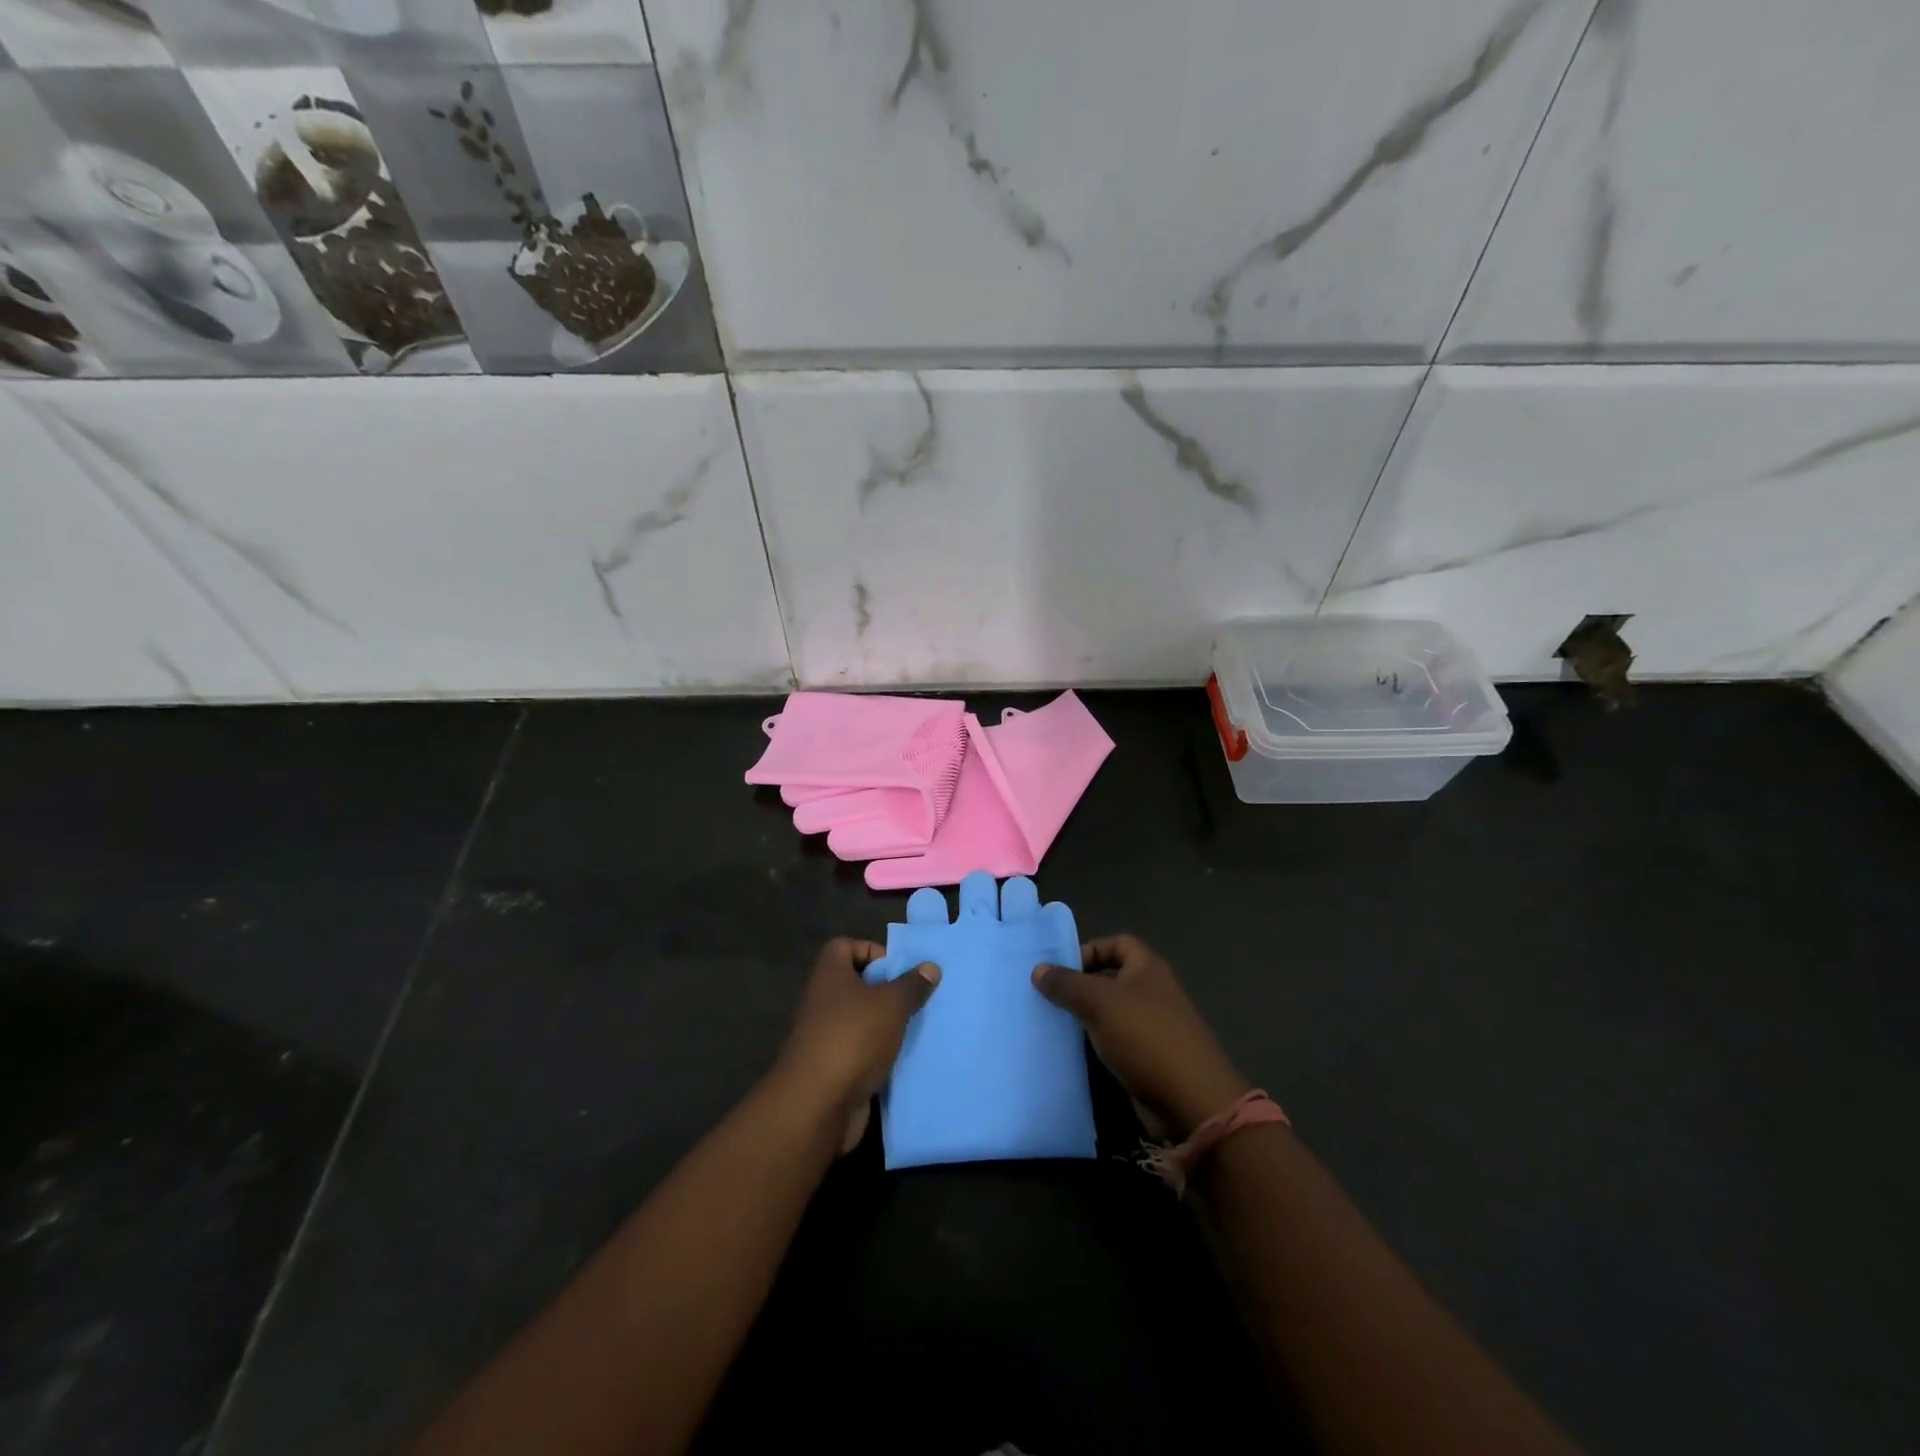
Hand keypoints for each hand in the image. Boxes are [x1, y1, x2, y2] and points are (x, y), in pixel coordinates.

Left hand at [776, 938, 939, 1151]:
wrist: (818, 1105)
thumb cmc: (853, 1037)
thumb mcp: (891, 1004)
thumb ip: (912, 984)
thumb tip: (930, 966)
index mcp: (830, 975)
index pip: (844, 946)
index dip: (871, 950)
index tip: (899, 968)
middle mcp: (824, 1001)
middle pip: (857, 984)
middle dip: (888, 990)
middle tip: (919, 997)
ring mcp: (826, 1037)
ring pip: (863, 1021)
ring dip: (888, 1025)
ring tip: (920, 1027)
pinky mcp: (835, 1069)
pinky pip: (863, 1052)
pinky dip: (882, 1055)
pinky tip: (908, 1058)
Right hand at [1032, 935, 1248, 1140]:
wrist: (1191, 1101)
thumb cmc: (1146, 1037)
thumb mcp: (1100, 1003)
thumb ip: (1067, 984)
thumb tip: (1038, 969)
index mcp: (1148, 968)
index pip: (1116, 943)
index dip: (1089, 949)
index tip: (1060, 969)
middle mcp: (1152, 992)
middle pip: (1111, 978)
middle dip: (1080, 985)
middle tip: (1046, 997)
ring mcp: (1152, 1027)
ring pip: (1110, 1012)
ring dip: (1084, 1016)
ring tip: (1050, 1023)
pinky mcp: (1147, 1058)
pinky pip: (1114, 1042)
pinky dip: (1094, 1043)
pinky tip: (1070, 1051)